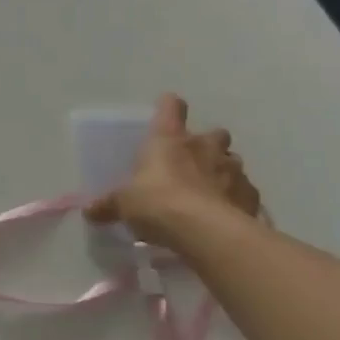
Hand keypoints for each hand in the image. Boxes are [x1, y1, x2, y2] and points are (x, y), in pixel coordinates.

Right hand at [84, 93, 260, 244]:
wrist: (205, 231)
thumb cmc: (157, 202)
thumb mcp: (124, 204)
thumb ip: (109, 204)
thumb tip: (89, 211)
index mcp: (169, 139)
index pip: (171, 108)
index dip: (169, 108)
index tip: (166, 112)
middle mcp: (204, 146)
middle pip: (214, 133)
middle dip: (208, 144)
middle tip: (194, 163)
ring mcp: (232, 170)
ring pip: (232, 162)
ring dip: (224, 172)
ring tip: (211, 192)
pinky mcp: (251, 196)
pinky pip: (245, 192)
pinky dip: (237, 200)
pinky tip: (226, 215)